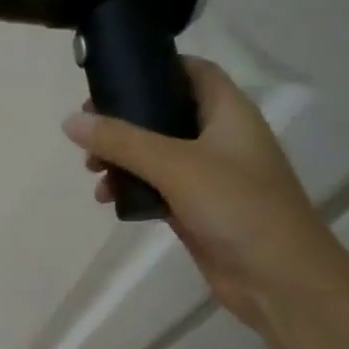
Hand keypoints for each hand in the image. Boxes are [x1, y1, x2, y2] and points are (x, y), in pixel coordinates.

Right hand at [62, 58, 348, 334]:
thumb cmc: (237, 207)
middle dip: (124, 120)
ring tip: (93, 172)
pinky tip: (108, 200)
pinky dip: (131, 189)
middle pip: (165, 113)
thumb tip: (69, 121)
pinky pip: (156, 188)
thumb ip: (121, 141)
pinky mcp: (197, 209)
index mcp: (229, 113)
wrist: (280, 281)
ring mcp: (209, 176)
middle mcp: (220, 138)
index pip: (192, 71)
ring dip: (121, 158)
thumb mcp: (175, 165)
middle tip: (89, 130)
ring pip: (155, 154)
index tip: (113, 75)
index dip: (156, 67)